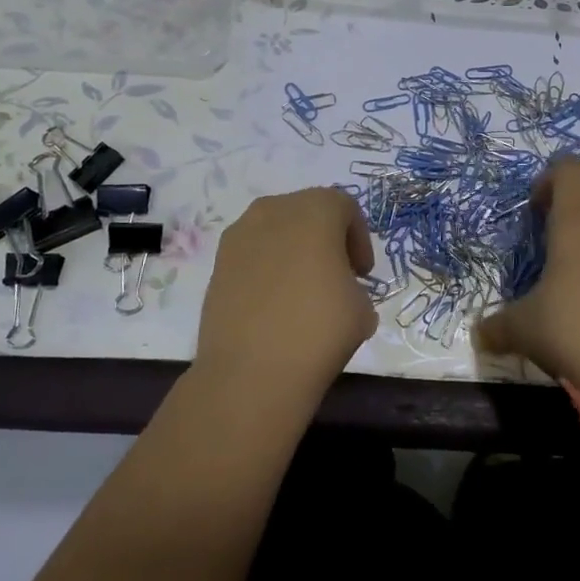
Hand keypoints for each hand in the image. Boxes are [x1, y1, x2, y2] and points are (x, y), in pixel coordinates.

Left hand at [193, 188, 377, 397]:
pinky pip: (252, 255)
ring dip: (293, 251)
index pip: (345, 208)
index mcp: (316, 210)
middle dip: (326, 238)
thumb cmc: (318, 329)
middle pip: (308, 212)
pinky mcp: (216, 264)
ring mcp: (239, 236)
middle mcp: (274, 210)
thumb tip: (339, 293)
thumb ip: (354, 286)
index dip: (359, 238)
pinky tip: (274, 304)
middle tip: (337, 275)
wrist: (251, 372)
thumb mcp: (362, 308)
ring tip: (302, 290)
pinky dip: (267, 269)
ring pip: (276, 231)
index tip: (362, 273)